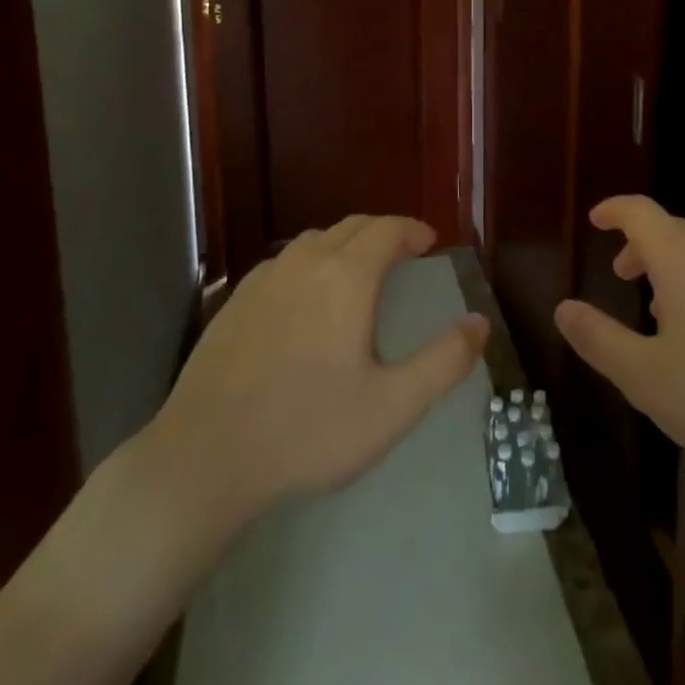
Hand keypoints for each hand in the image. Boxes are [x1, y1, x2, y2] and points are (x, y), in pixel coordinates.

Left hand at [147, 216, 487, 531]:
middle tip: (403, 255)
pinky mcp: (235, 301)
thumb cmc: (308, 431)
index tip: (429, 243)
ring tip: (359, 272)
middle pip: (353, 226)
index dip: (413, 230)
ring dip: (345, 244)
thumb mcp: (392, 406)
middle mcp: (306, 262)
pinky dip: (309, 263)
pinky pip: (284, 263)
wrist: (204, 459)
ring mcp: (265, 278)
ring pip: (315, 240)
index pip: (388, 229)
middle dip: (384, 232)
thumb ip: (444, 362)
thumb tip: (480, 322)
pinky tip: (306, 299)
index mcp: (347, 276)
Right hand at [554, 196, 684, 492]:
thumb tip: (562, 308)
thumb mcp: (647, 378)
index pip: (639, 211)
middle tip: (623, 276)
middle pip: (673, 230)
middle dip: (642, 246)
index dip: (613, 210)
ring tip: (665, 313)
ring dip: (676, 270)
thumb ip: (599, 339)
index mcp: (682, 258)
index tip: (596, 220)